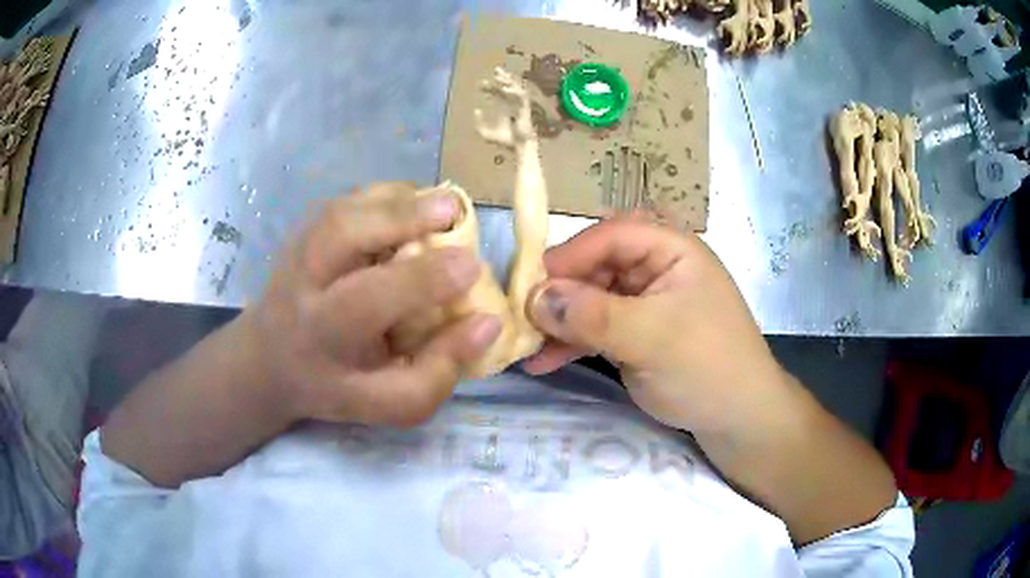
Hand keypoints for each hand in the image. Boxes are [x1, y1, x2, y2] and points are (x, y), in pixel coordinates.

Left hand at [243, 182, 501, 426]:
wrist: (272, 359)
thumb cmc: (338, 385)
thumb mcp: (390, 402)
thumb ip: (439, 371)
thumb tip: (488, 323)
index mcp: (323, 337)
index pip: (369, 304)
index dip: (423, 282)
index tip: (473, 268)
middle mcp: (302, 285)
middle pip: (340, 237)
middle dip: (399, 218)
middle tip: (454, 212)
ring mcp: (297, 250)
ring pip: (341, 211)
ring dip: (397, 200)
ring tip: (444, 204)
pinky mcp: (302, 230)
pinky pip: (345, 202)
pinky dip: (384, 195)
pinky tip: (414, 206)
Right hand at [524, 217, 786, 433]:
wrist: (738, 420)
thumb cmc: (707, 367)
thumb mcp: (652, 338)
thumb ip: (593, 315)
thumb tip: (532, 297)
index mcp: (671, 250)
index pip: (610, 235)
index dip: (569, 255)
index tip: (528, 285)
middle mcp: (655, 269)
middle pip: (596, 266)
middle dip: (559, 292)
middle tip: (521, 318)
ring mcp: (644, 304)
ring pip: (591, 300)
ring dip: (559, 322)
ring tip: (524, 345)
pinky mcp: (635, 335)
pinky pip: (595, 329)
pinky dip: (570, 344)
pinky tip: (542, 363)